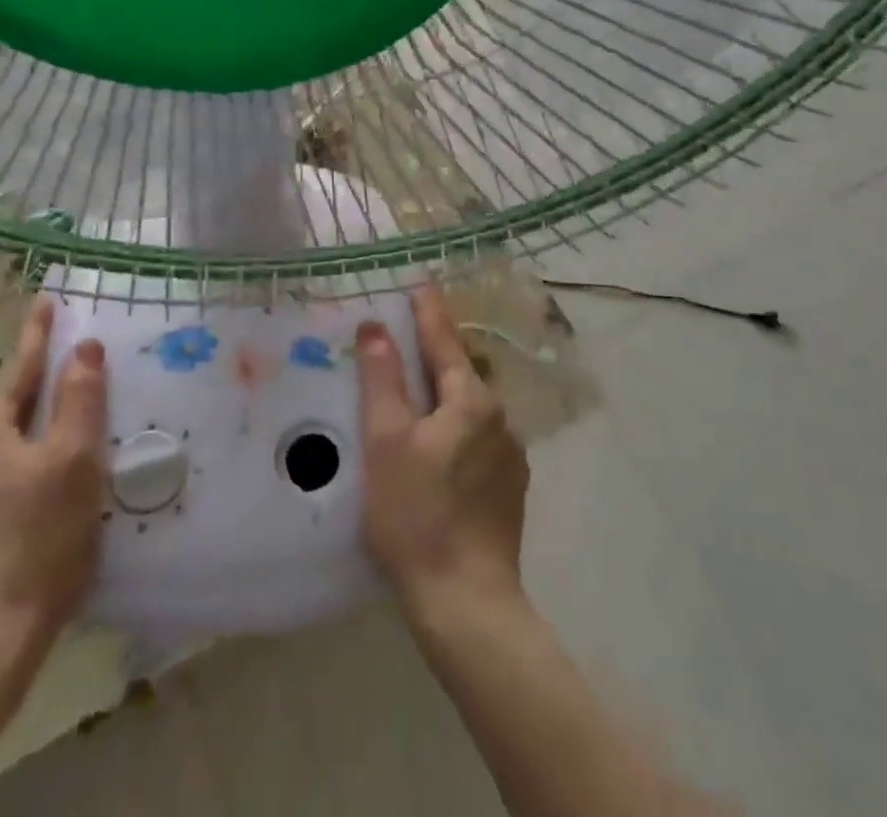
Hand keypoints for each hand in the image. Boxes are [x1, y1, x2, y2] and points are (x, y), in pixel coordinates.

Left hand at [0, 296, 108, 697]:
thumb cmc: (38, 540)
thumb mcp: (74, 461)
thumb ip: (80, 398)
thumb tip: (83, 346)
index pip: (19, 367)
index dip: (38, 333)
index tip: (45, 299)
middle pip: (5, 408)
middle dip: (36, 388)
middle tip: (68, 375)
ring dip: (27, 433)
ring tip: (60, 436)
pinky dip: (14, 471)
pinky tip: (34, 494)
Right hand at [355, 286, 529, 618]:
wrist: (467, 604)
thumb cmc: (417, 515)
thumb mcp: (386, 441)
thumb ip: (382, 379)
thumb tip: (375, 327)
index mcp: (471, 400)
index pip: (444, 340)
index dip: (428, 310)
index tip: (420, 282)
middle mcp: (499, 418)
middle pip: (459, 372)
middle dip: (433, 352)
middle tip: (405, 339)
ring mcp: (510, 455)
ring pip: (469, 408)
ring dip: (443, 394)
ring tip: (414, 394)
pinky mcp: (510, 487)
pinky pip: (478, 438)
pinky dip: (455, 428)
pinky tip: (437, 448)